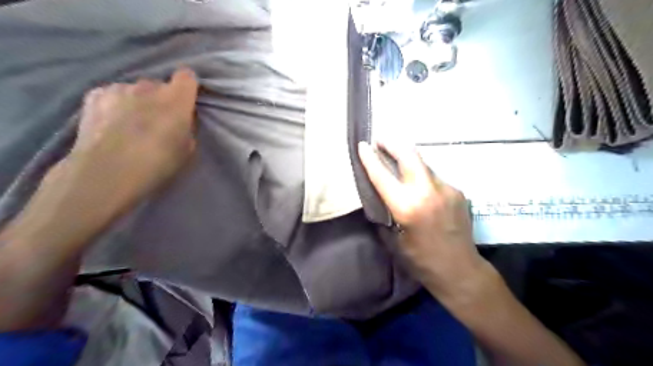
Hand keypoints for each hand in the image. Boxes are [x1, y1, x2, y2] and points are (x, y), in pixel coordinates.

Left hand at [65, 68, 199, 214]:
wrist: (109, 172)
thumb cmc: (159, 163)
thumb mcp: (187, 149)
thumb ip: (186, 127)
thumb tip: (179, 121)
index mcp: (176, 99)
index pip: (187, 77)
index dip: (187, 87)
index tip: (186, 101)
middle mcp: (148, 87)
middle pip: (159, 85)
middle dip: (160, 99)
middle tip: (157, 121)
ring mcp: (119, 88)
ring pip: (134, 90)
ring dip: (137, 102)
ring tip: (130, 124)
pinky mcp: (94, 95)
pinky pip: (112, 95)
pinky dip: (115, 105)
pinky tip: (111, 123)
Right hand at [356, 141, 483, 294]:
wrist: (460, 270)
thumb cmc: (421, 260)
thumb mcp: (393, 240)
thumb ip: (385, 214)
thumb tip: (380, 197)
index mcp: (407, 207)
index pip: (382, 175)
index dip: (370, 158)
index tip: (363, 145)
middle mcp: (427, 191)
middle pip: (408, 155)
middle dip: (392, 144)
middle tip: (381, 140)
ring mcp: (446, 188)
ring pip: (423, 163)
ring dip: (408, 158)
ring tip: (396, 159)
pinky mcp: (457, 191)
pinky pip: (434, 177)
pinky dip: (421, 175)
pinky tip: (418, 185)